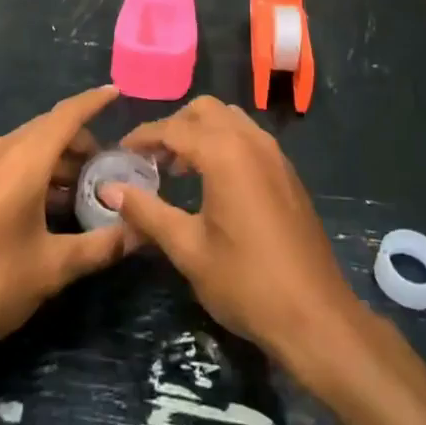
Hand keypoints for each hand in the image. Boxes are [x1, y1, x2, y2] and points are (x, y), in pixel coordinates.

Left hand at [0, 85, 134, 366]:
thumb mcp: (52, 269)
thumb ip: (100, 246)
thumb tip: (140, 232)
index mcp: (22, 160)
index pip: (66, 115)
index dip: (93, 101)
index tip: (117, 91)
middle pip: (48, 130)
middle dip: (81, 142)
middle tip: (111, 168)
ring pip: (28, 148)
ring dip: (58, 161)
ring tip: (85, 193)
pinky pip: (10, 164)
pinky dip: (36, 172)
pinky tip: (49, 207)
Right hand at [111, 96, 364, 371]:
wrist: (315, 314)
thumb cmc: (245, 282)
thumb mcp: (188, 249)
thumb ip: (147, 211)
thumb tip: (109, 189)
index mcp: (225, 152)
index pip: (174, 127)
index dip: (143, 137)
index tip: (120, 152)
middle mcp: (251, 140)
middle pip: (205, 110)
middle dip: (174, 126)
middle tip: (151, 159)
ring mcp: (274, 153)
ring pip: (230, 119)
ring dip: (201, 132)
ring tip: (178, 169)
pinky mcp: (287, 171)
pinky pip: (248, 137)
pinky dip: (224, 143)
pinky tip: (212, 182)